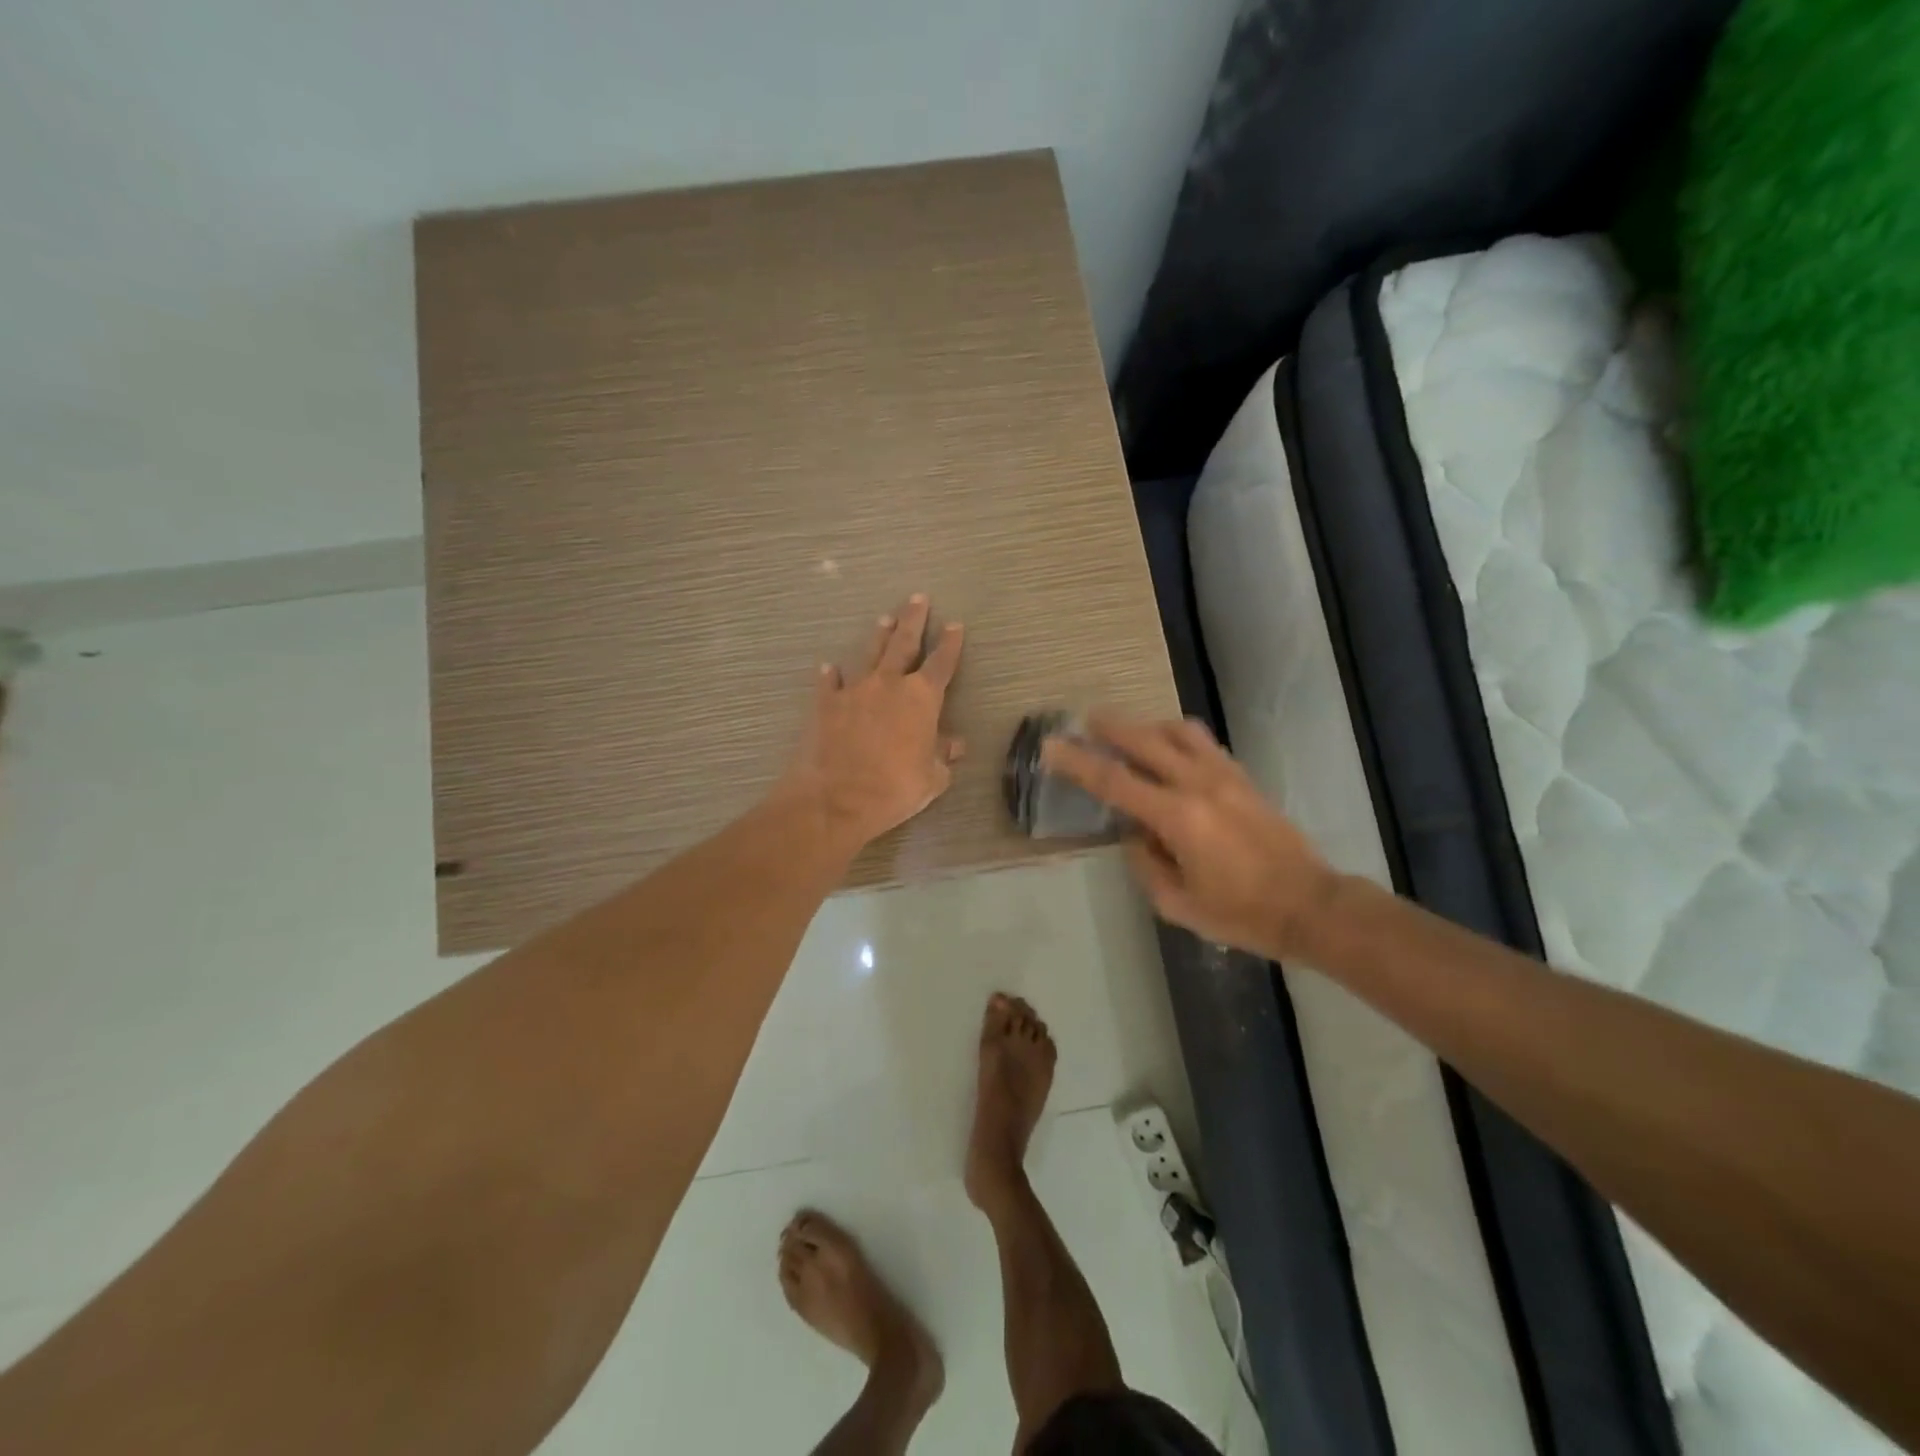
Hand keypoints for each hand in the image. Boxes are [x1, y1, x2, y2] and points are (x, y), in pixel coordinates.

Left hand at [780, 594, 965, 850]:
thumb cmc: (894, 788)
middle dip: (913, 620)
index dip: (950, 644)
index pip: (942, 663)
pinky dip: (831, 675)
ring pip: (870, 654)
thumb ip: (943, 756)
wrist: (836, 799)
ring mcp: (854, 690)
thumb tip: (955, 745)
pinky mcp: (825, 704)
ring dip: (878, 636)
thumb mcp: (931, 778)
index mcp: (921, 698)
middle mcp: (889, 684)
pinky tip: (829, 667)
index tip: (954, 625)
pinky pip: (829, 683)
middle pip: (904, 644)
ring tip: (884, 619)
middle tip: (918, 598)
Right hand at [1043, 712, 1338, 959]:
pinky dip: (1176, 736)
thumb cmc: (1240, 913)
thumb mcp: (1177, 903)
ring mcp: (1225, 775)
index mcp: (1177, 817)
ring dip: (1146, 726)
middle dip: (1110, 728)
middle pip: (1145, 740)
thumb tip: (1133, 833)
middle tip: (1085, 721)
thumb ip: (1145, 862)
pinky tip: (1168, 746)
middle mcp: (1198, 785)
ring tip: (1128, 732)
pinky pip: (1202, 742)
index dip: (1078, 762)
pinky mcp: (1242, 777)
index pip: (1114, 781)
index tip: (1052, 745)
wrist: (1309, 905)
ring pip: (1178, 731)